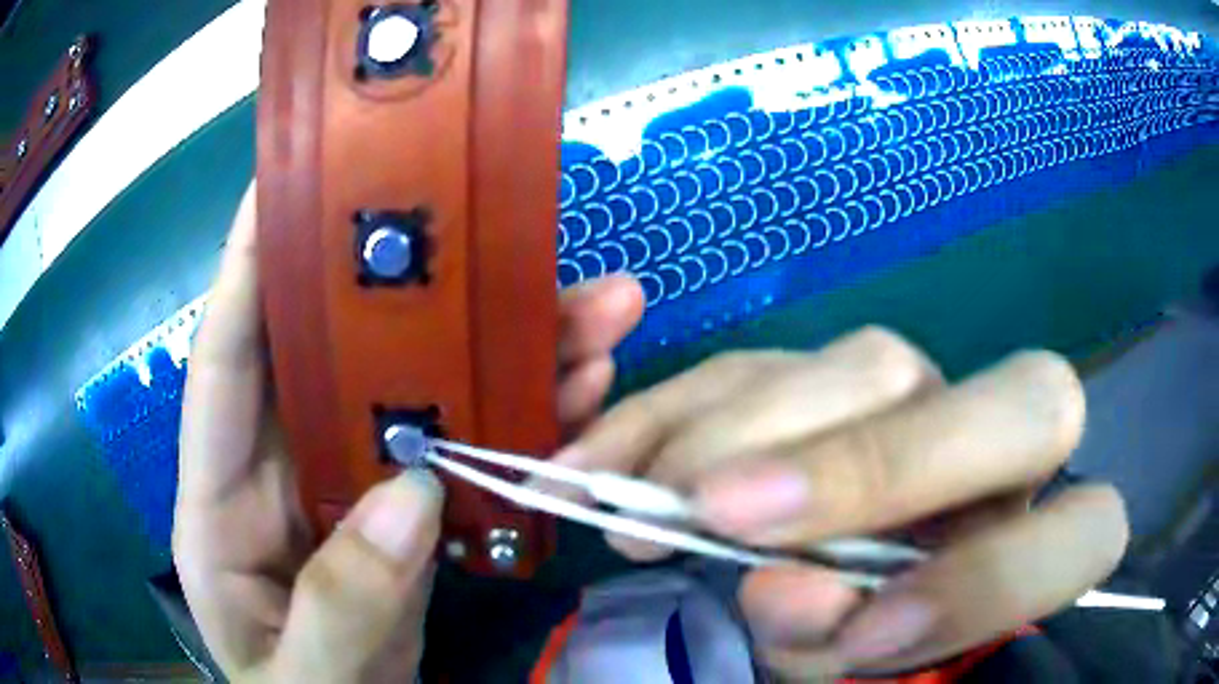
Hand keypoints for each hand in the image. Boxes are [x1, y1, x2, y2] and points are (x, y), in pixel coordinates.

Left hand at [172, 186, 642, 681]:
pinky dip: (519, 420)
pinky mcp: (404, 514)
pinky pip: (463, 450)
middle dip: (419, 290)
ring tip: (592, 315)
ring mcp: (349, 487)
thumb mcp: (303, 678)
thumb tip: (412, 495)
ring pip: (422, 393)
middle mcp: (282, 468)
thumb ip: (339, 605)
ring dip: (504, 350)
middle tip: (502, 231)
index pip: (227, 363)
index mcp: (221, 501)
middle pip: (345, 356)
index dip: (247, 267)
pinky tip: (579, 394)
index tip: (286, 183)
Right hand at [552, 328, 1128, 678]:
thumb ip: (833, 644)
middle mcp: (999, 451)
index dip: (992, 581)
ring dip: (752, 433)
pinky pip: (763, 364)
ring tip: (650, 501)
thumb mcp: (844, 668)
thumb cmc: (851, 641)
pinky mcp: (828, 374)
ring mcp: (921, 393)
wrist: (808, 581)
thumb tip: (784, 585)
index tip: (862, 633)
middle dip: (886, 464)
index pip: (1088, 530)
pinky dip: (677, 411)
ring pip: (876, 364)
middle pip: (1025, 403)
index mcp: (1032, 538)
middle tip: (727, 513)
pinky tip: (605, 460)